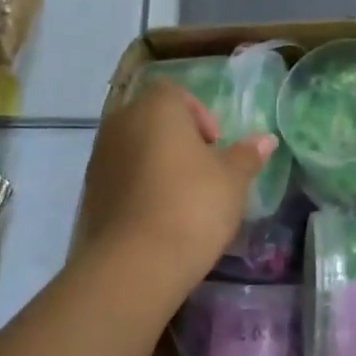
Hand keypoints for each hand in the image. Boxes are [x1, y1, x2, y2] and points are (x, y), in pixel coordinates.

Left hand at [77, 80, 273, 292]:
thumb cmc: (193, 205)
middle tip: (204, 170)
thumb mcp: (233, 180)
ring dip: (157, 163)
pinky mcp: (90, 192)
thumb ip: (247, 155)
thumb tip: (265, 139)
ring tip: (183, 197)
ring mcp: (100, 158)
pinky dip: (140, 186)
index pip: (175, 93)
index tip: (215, 146)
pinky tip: (160, 216)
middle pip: (152, 119)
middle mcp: (121, 123)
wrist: (137, 262)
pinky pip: (121, 176)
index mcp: (156, 109)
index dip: (199, 115)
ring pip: (135, 148)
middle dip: (178, 139)